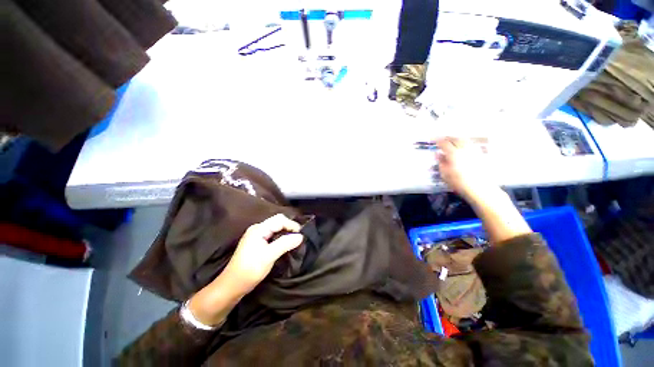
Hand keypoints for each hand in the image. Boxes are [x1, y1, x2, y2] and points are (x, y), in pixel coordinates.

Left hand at [223, 214, 303, 294]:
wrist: (232, 286)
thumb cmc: (250, 269)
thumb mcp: (269, 255)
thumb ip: (285, 243)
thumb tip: (301, 236)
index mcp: (259, 229)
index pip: (279, 220)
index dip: (292, 225)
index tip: (301, 234)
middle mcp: (257, 229)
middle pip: (277, 222)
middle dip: (289, 227)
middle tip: (299, 237)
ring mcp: (256, 236)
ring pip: (275, 229)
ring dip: (285, 233)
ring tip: (294, 240)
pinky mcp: (257, 243)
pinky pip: (272, 235)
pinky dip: (280, 238)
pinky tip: (285, 244)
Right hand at [436, 137, 495, 199]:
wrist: (481, 189)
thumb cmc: (459, 183)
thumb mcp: (445, 174)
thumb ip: (441, 162)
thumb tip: (437, 154)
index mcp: (454, 153)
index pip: (444, 143)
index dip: (437, 140)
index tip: (432, 140)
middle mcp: (464, 149)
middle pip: (456, 138)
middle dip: (448, 137)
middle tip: (442, 139)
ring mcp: (474, 151)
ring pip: (465, 140)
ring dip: (457, 138)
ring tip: (452, 140)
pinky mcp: (481, 155)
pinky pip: (471, 144)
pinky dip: (465, 142)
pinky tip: (463, 146)